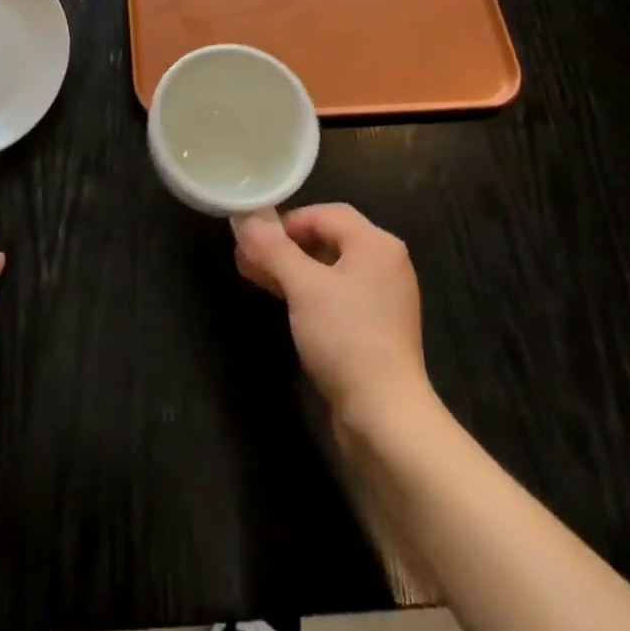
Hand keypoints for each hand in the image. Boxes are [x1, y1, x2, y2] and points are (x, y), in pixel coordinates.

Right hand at [233, 204, 430, 429]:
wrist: (385, 416)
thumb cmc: (346, 338)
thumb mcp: (303, 287)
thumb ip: (273, 249)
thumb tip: (244, 219)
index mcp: (376, 244)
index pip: (325, 213)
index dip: (287, 221)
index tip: (255, 238)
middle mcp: (385, 263)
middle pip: (328, 238)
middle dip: (284, 246)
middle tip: (247, 256)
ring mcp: (383, 297)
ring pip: (330, 268)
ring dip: (292, 269)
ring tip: (254, 274)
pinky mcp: (376, 327)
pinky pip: (337, 295)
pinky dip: (308, 292)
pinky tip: (282, 300)